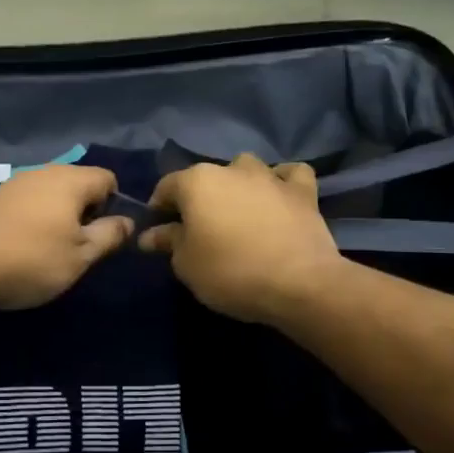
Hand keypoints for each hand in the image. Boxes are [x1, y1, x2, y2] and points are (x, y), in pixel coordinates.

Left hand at [0, 165, 134, 309]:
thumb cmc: (31, 259)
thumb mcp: (80, 255)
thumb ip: (109, 235)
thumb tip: (127, 221)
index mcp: (70, 180)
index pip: (108, 178)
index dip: (115, 205)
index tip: (105, 235)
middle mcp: (44, 172)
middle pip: (79, 183)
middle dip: (86, 211)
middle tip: (80, 246)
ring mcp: (16, 183)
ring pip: (52, 193)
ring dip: (59, 216)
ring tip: (52, 249)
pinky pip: (29, 202)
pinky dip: (35, 218)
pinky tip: (25, 245)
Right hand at [139, 154, 343, 322]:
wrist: (298, 283)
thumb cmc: (230, 272)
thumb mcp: (186, 264)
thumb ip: (169, 242)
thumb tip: (151, 234)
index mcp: (197, 182)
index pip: (166, 187)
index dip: (158, 208)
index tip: (159, 231)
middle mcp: (231, 169)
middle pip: (206, 178)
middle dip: (199, 199)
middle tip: (199, 228)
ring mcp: (269, 176)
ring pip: (246, 169)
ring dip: (238, 184)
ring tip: (239, 211)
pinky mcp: (303, 191)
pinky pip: (290, 174)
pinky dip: (282, 181)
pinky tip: (278, 196)